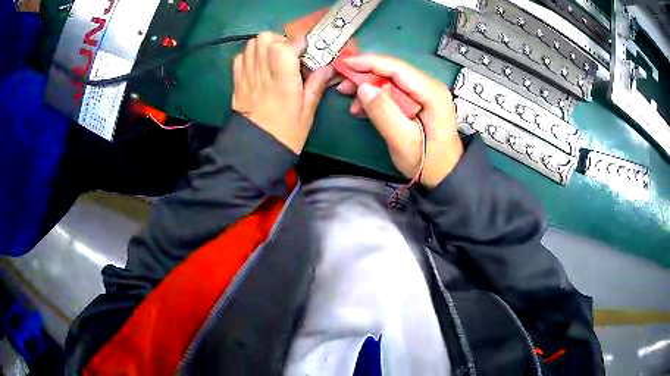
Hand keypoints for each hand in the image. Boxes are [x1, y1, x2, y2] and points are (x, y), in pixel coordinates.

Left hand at [232, 32, 333, 153]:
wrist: (254, 152)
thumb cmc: (285, 136)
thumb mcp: (307, 114)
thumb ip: (315, 87)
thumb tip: (327, 67)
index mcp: (282, 84)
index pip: (284, 48)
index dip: (297, 43)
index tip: (306, 50)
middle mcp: (262, 76)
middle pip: (264, 39)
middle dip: (280, 40)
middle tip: (289, 53)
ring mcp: (246, 78)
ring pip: (251, 45)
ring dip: (265, 46)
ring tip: (275, 58)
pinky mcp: (237, 83)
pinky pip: (240, 58)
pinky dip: (250, 55)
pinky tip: (260, 65)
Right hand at [337, 55, 462, 187]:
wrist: (444, 174)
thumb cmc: (427, 162)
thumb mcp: (402, 141)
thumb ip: (383, 113)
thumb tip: (363, 87)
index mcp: (432, 93)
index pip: (397, 68)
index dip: (369, 62)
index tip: (345, 64)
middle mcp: (430, 86)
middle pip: (393, 70)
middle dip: (365, 75)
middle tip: (343, 85)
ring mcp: (426, 92)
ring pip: (391, 79)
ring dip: (369, 87)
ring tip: (350, 100)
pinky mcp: (419, 99)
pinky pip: (394, 90)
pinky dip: (377, 96)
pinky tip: (364, 108)